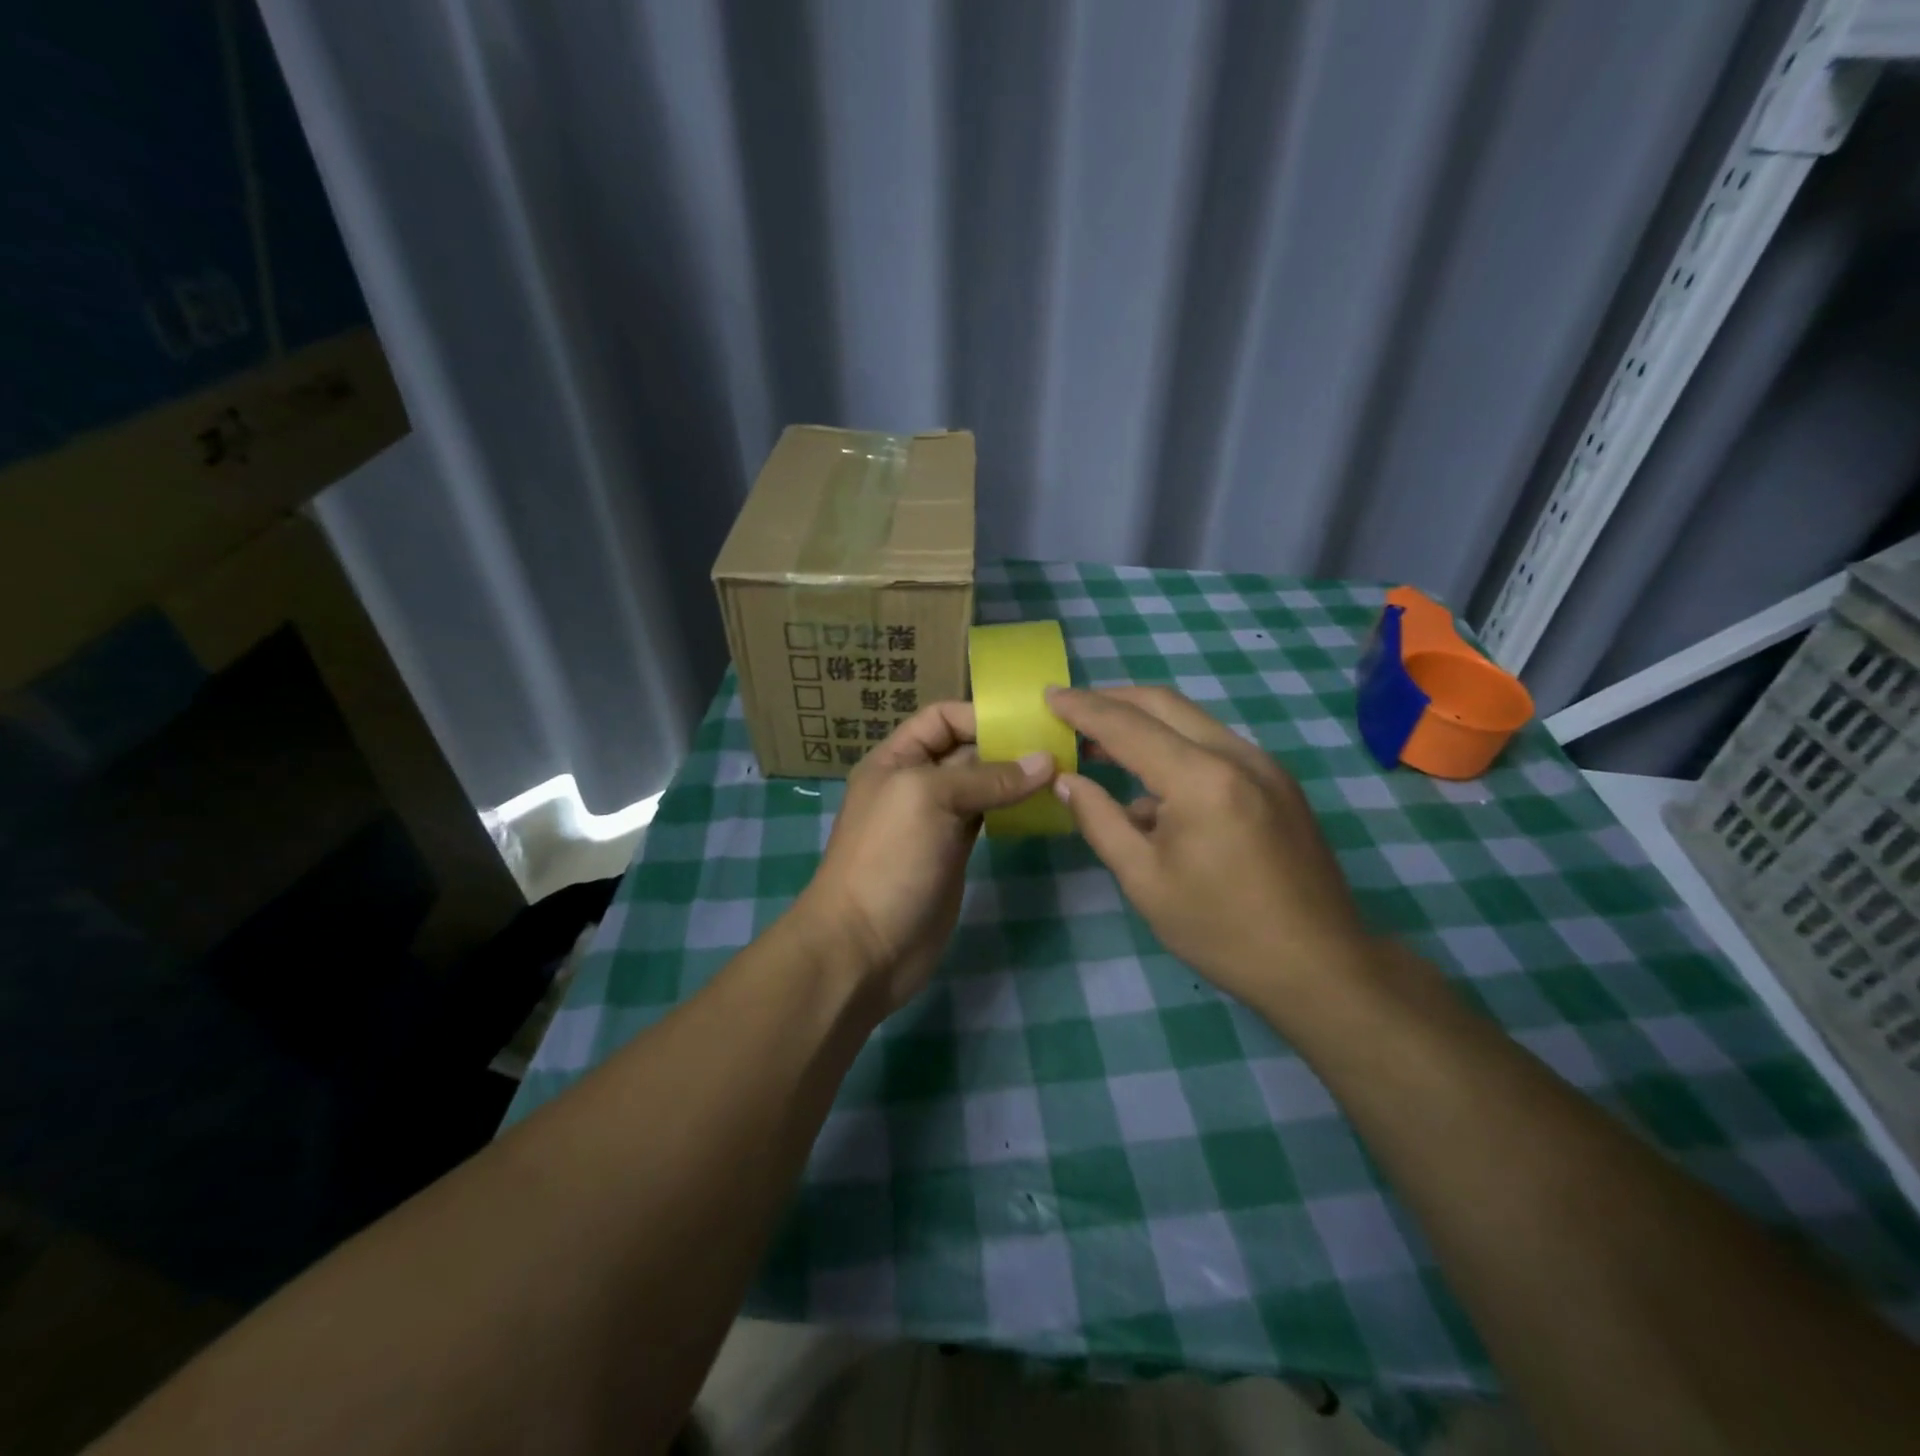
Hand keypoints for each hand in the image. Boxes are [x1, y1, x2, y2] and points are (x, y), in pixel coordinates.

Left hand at [795, 703, 1054, 1012]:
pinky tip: (1042, 807)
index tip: (1030, 723)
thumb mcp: (930, 799)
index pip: (942, 718)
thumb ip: (987, 777)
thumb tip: (1046, 761)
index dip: (981, 715)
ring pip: (982, 785)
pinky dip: (1013, 809)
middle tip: (1061, 747)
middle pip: (966, 749)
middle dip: (1008, 745)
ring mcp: (936, 820)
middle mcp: (916, 783)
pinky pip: (988, 818)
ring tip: (1062, 773)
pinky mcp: (954, 853)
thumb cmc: (888, 859)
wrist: (864, 946)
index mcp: (897, 759)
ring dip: (1016, 779)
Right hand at [1044, 685, 1370, 1007]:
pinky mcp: (1278, 783)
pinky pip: (1215, 747)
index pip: (1128, 726)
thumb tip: (1067, 781)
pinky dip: (1175, 749)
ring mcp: (1265, 766)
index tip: (1049, 695)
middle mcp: (1237, 755)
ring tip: (1101, 745)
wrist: (1321, 966)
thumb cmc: (1221, 929)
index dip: (1083, 708)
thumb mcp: (1144, 880)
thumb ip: (1100, 820)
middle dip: (1112, 700)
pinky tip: (1151, 790)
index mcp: (1201, 779)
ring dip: (1144, 723)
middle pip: (1164, 704)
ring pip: (1192, 721)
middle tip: (1071, 708)